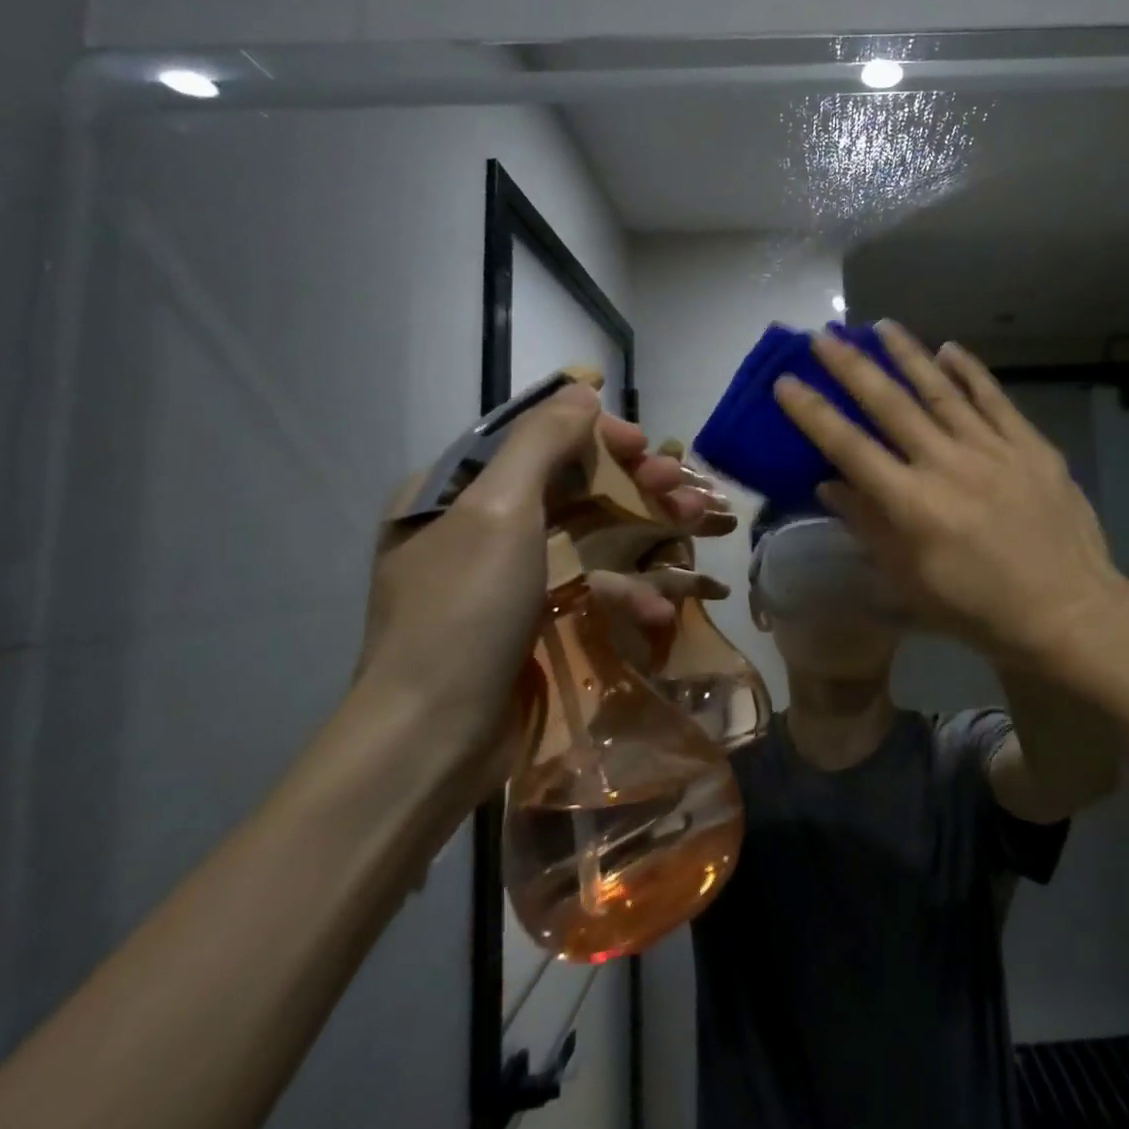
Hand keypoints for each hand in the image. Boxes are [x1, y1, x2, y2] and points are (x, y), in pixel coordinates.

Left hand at [354, 383, 729, 802]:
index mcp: (454, 491)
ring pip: (590, 536)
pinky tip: (660, 609)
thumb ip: (542, 441)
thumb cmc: (463, 613)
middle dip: (632, 483)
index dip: (593, 433)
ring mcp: (509, 578)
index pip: (532, 438)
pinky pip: (588, 588)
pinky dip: (624, 593)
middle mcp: (478, 527)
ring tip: (695, 529)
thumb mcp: (499, 511)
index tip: (641, 444)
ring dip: (644, 533)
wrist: (433, 740)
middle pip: (571, 486)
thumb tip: (581, 387)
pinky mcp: (535, 621)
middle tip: (679, 486)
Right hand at [773, 322, 1128, 665]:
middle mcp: (948, 465)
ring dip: (908, 355)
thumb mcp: (911, 582)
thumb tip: (829, 483)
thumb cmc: (979, 608)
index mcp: (913, 504)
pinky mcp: (1031, 446)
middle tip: (823, 336)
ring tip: (882, 326)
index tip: (786, 382)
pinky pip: (995, 399)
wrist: (1068, 610)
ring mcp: (994, 449)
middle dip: (851, 367)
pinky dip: (971, 372)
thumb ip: (869, 526)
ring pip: (942, 390)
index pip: (850, 447)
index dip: (813, 413)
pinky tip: (950, 350)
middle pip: (891, 405)